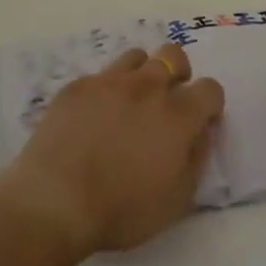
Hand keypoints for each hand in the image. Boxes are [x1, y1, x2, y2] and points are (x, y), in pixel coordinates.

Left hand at [1, 43, 224, 257]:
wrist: (55, 201)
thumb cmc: (122, 210)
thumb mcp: (177, 199)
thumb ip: (197, 159)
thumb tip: (202, 133)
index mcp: (178, 115)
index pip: (210, 88)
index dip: (209, 105)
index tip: (200, 123)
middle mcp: (147, 87)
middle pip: (173, 55)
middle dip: (178, 72)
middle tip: (167, 102)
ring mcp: (109, 82)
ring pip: (136, 57)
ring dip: (141, 75)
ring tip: (129, 104)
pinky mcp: (76, 87)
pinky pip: (100, 76)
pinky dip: (105, 91)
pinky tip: (93, 117)